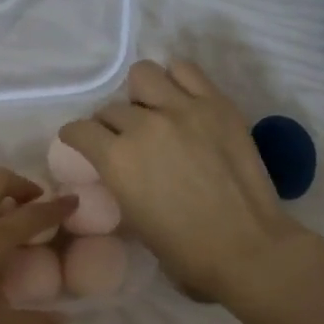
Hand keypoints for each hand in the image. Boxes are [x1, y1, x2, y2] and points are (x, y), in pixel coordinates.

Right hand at [60, 60, 306, 303]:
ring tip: (151, 110)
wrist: (246, 249)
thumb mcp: (134, 224)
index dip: (77, 137)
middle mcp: (143, 126)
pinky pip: (185, 70)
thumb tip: (121, 173)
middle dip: (110, 124)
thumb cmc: (185, 253)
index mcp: (117, 160)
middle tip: (124, 140)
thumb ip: (121, 186)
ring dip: (139, 93)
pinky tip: (179, 98)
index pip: (80, 130)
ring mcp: (183, 109)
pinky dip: (175, 80)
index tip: (82, 143)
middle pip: (111, 108)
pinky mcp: (217, 104)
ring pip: (143, 74)